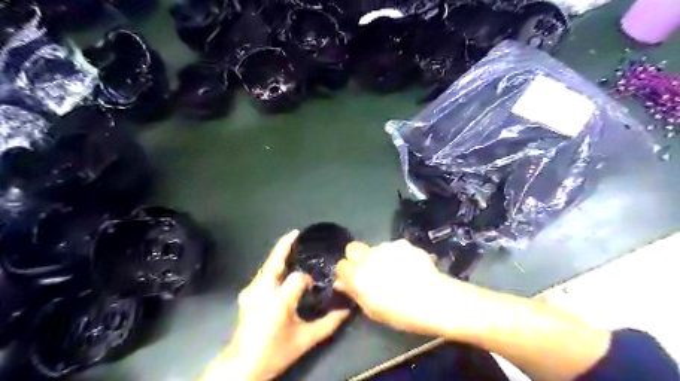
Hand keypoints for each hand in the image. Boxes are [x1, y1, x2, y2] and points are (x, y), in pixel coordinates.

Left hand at [200, 231, 349, 378]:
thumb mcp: (305, 340)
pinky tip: (281, 269)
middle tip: (297, 233)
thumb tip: (346, 310)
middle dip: (285, 245)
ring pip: (267, 266)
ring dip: (279, 255)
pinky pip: (262, 274)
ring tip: (292, 247)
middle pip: (274, 260)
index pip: (298, 277)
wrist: (241, 367)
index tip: (315, 285)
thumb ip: (328, 323)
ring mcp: (250, 291)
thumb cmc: (274, 352)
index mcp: (278, 301)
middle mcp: (261, 290)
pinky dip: (273, 266)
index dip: (308, 278)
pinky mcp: (246, 294)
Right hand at [334, 240, 456, 336]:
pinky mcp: (402, 243)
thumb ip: (355, 293)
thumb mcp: (373, 310)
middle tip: (369, 268)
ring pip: (376, 248)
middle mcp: (367, 257)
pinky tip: (409, 266)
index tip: (353, 279)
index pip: (341, 265)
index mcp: (357, 276)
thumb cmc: (401, 313)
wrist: (433, 300)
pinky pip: (394, 247)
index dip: (346, 272)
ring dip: (380, 257)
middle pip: (352, 248)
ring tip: (397, 270)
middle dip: (356, 256)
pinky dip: (398, 255)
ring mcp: (385, 247)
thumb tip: (341, 283)